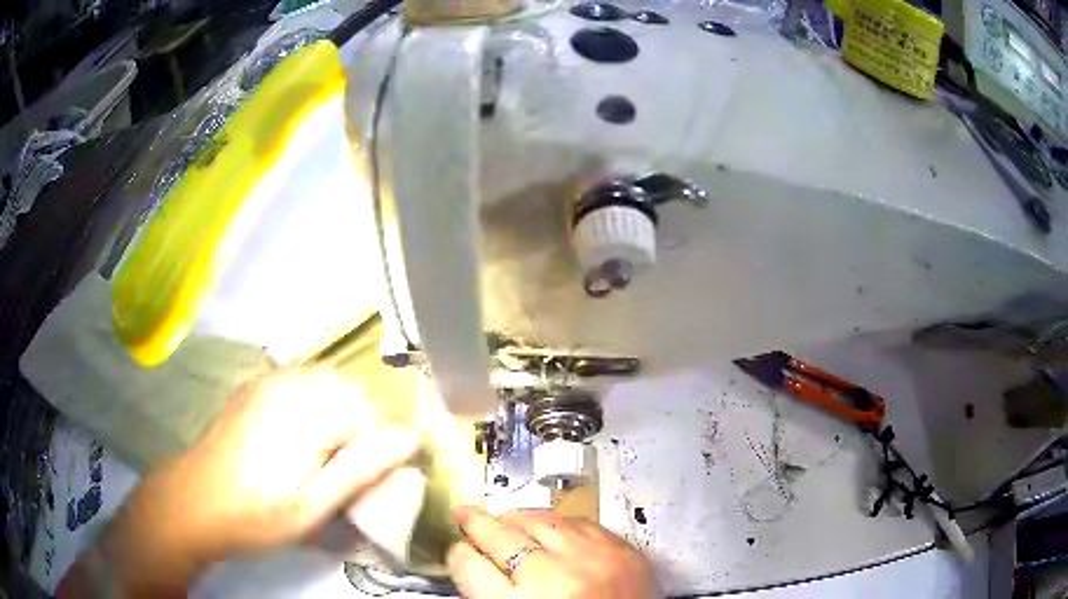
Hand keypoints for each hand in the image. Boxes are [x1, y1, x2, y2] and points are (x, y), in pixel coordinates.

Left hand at [60, 368, 417, 596]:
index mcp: (305, 413)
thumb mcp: (313, 507)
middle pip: (352, 392)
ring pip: (328, 383)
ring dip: (339, 415)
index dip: (381, 448)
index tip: (374, 481)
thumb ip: (361, 469)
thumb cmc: (255, 515)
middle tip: (348, 473)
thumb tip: (410, 440)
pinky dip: (315, 404)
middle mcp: (289, 385)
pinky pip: (302, 382)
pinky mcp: (255, 387)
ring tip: (328, 458)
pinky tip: (302, 438)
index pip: (371, 414)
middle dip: (362, 429)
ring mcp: (268, 381)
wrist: (194, 502)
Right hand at [447, 507, 659, 598]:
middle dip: (476, 523)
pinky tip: (551, 530)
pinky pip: (581, 523)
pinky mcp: (624, 551)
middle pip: (501, 536)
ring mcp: (593, 559)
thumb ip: (491, 595)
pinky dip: (560, 525)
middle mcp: (554, 577)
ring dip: (516, 519)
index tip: (458, 550)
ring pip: (540, 520)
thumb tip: (473, 564)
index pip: (469, 565)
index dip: (458, 555)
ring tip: (505, 520)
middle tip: (464, 515)